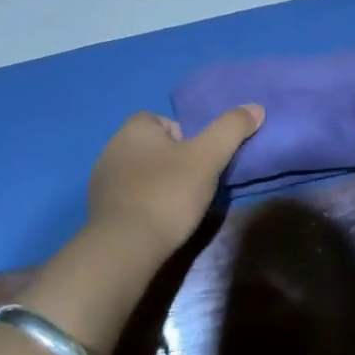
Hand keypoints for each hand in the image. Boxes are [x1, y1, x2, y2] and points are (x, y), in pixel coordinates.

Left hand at [87, 106, 263, 259]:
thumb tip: (255, 107)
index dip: (189, 142)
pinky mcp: (98, 206)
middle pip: (156, 147)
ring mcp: (101, 177)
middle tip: (194, 187)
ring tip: (177, 208)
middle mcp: (113, 145)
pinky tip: (156, 223)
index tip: (201, 164)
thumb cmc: (168, 194)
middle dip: (174, 163)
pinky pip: (128, 196)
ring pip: (142, 172)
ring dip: (158, 184)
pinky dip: (143, 204)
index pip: (168, 123)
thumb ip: (231, 129)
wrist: (124, 247)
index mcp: (135, 127)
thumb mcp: (207, 158)